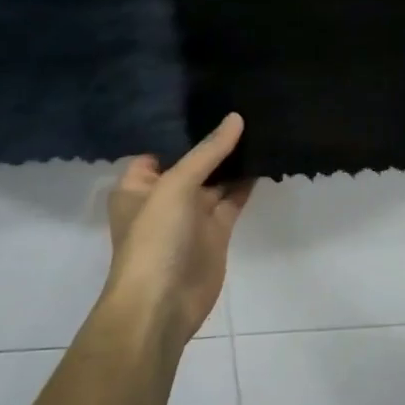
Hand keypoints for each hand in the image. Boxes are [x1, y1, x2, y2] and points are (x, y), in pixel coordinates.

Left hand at [103, 114, 251, 349]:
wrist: (162, 304)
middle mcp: (164, 196)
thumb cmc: (154, 238)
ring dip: (235, 160)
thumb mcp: (175, 185)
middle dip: (215, 140)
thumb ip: (208, 152)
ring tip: (261, 125)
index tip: (212, 100)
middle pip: (193, 161)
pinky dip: (247, 182)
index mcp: (139, 185)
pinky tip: (266, 159)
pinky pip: (233, 198)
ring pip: (217, 179)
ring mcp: (192, 215)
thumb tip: (236, 118)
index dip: (184, 127)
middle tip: (246, 106)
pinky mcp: (216, 231)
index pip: (161, 147)